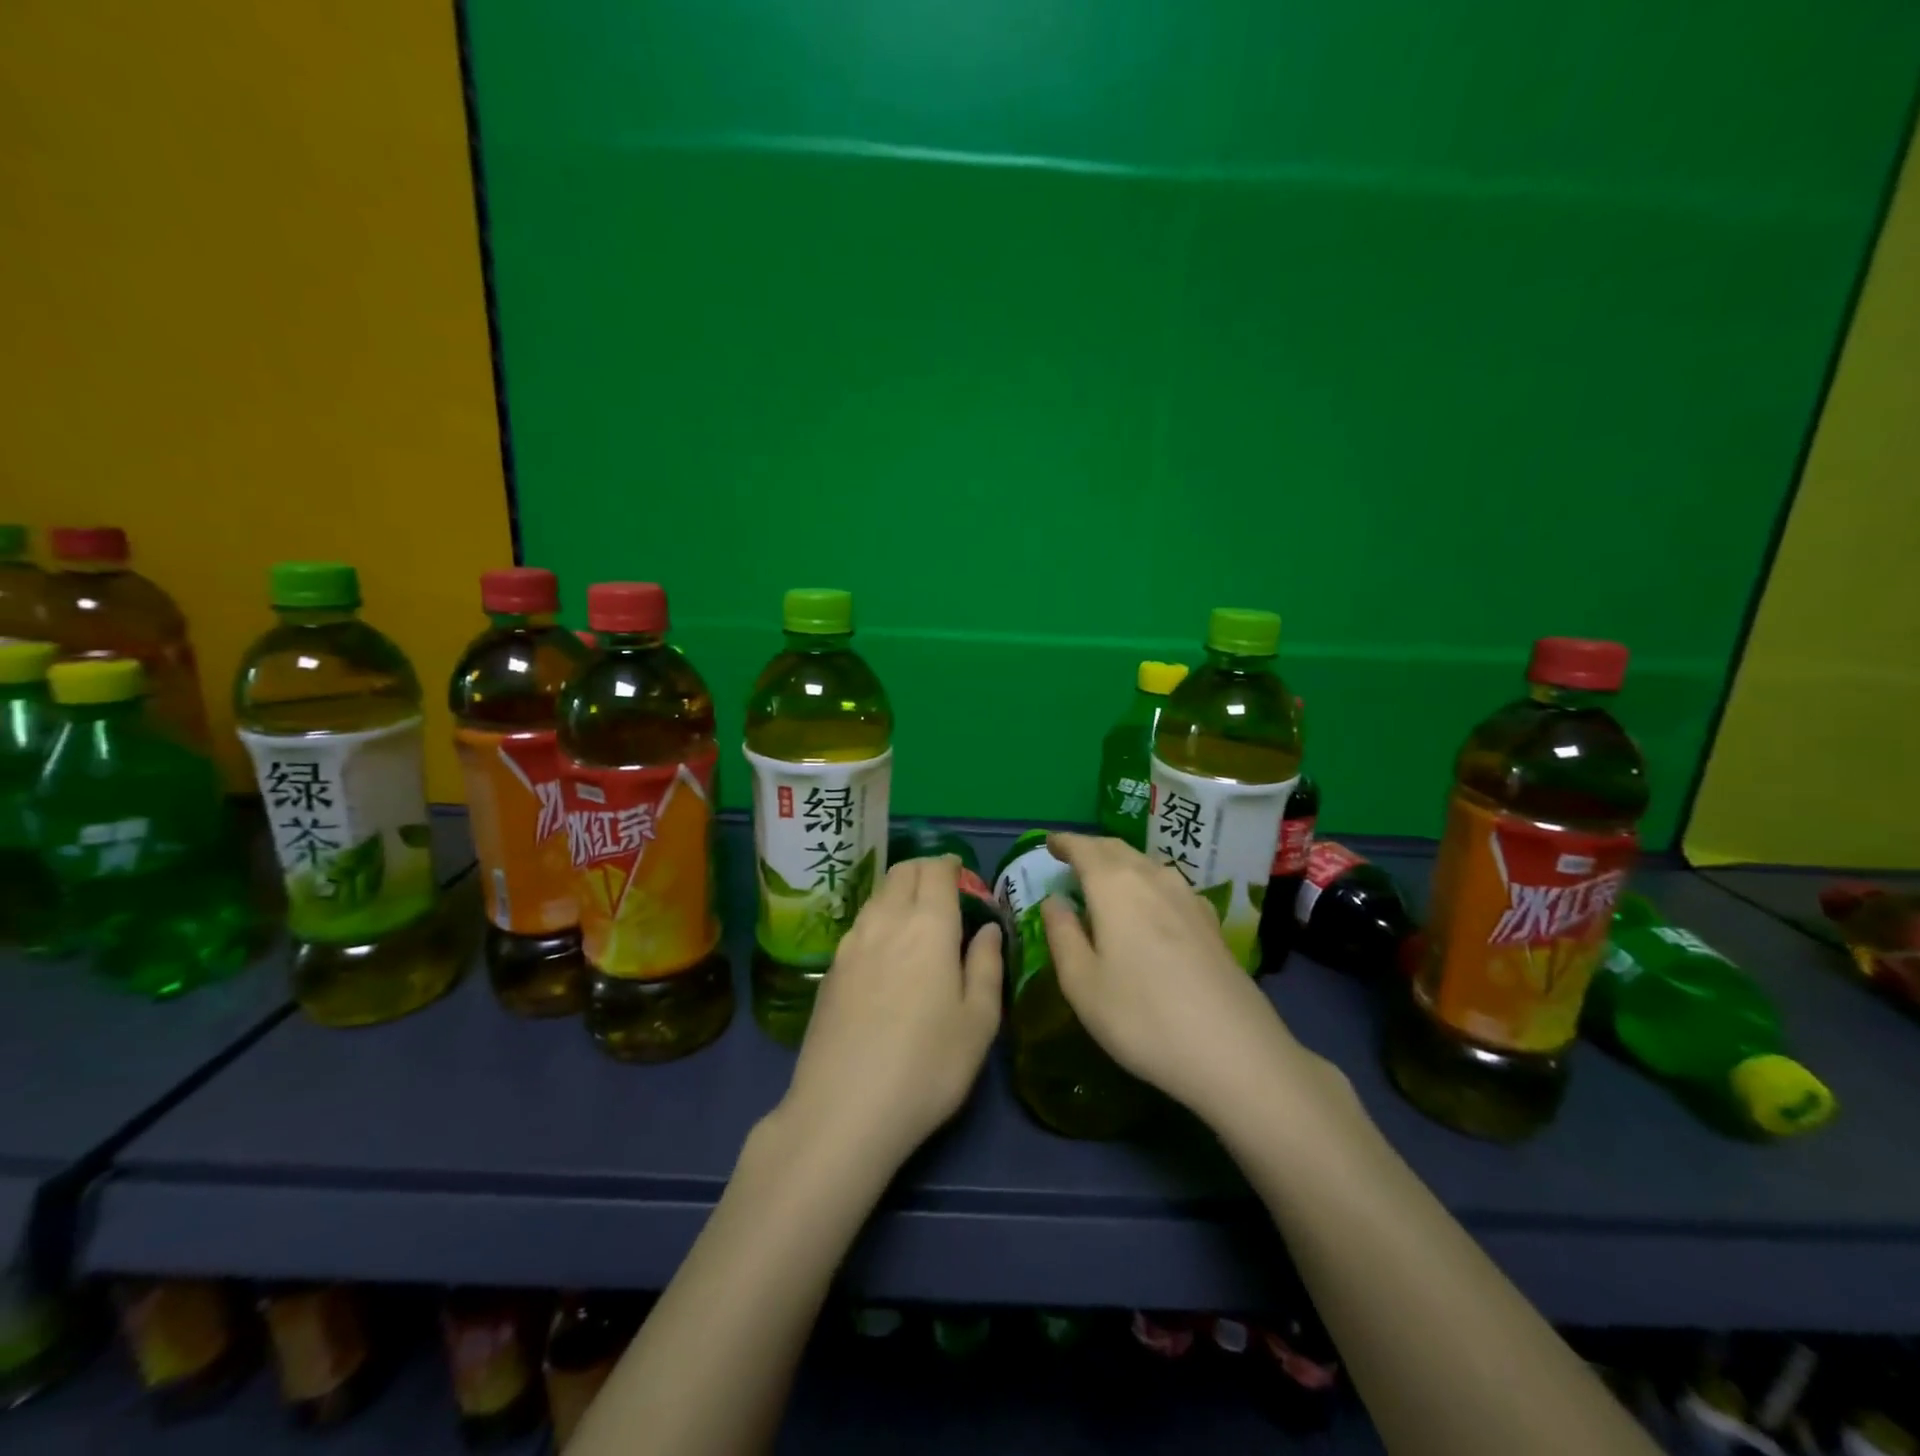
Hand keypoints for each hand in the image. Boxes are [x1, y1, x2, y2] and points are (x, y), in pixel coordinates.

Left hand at [777, 856, 1002, 1173]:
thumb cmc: (927, 1067)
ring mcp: (851, 943)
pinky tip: (886, 954)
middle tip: (944, 893)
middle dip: (924, 871)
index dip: (951, 865)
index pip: (936, 870)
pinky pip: (859, 924)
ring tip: (916, 922)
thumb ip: (987, 966)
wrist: (843, 1109)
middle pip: (901, 872)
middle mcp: (886, 921)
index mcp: (928, 926)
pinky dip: (878, 920)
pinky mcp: (830, 969)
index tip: (964, 878)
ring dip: (899, 893)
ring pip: (877, 895)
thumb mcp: (979, 1022)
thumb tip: (988, 930)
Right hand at [1042, 833, 1320, 1120]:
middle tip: (1071, 857)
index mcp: (1114, 886)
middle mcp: (1152, 878)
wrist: (1234, 1051)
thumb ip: (1062, 935)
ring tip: (1104, 879)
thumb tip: (1054, 901)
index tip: (1049, 842)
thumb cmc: (1142, 1017)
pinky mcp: (1210, 921)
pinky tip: (1149, 905)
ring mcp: (1188, 897)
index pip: (1084, 848)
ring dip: (1120, 863)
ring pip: (1145, 864)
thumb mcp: (1082, 984)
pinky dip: (1146, 883)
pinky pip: (1168, 885)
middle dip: (1091, 848)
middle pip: (1117, 849)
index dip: (1065, 842)